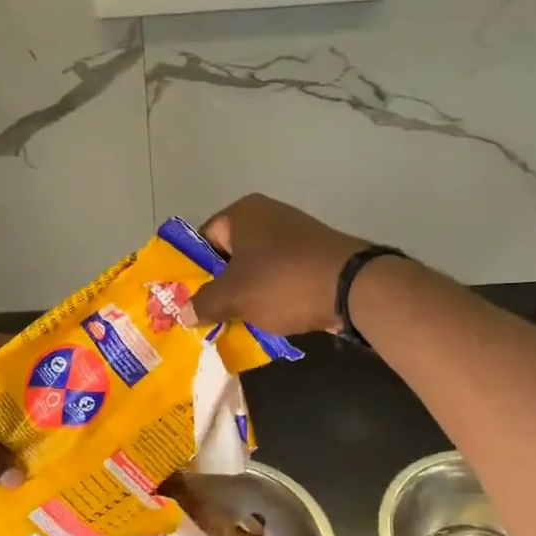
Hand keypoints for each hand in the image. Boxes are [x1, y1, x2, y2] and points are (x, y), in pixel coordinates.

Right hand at [184, 194, 369, 335]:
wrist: (352, 287)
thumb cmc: (282, 282)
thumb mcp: (234, 296)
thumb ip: (204, 303)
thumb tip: (184, 311)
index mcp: (243, 213)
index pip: (204, 239)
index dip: (193, 270)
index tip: (188, 299)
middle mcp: (268, 215)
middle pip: (230, 254)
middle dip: (219, 286)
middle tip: (208, 316)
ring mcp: (295, 234)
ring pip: (256, 268)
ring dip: (246, 294)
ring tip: (235, 323)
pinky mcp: (314, 255)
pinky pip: (281, 276)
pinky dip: (272, 296)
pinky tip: (267, 320)